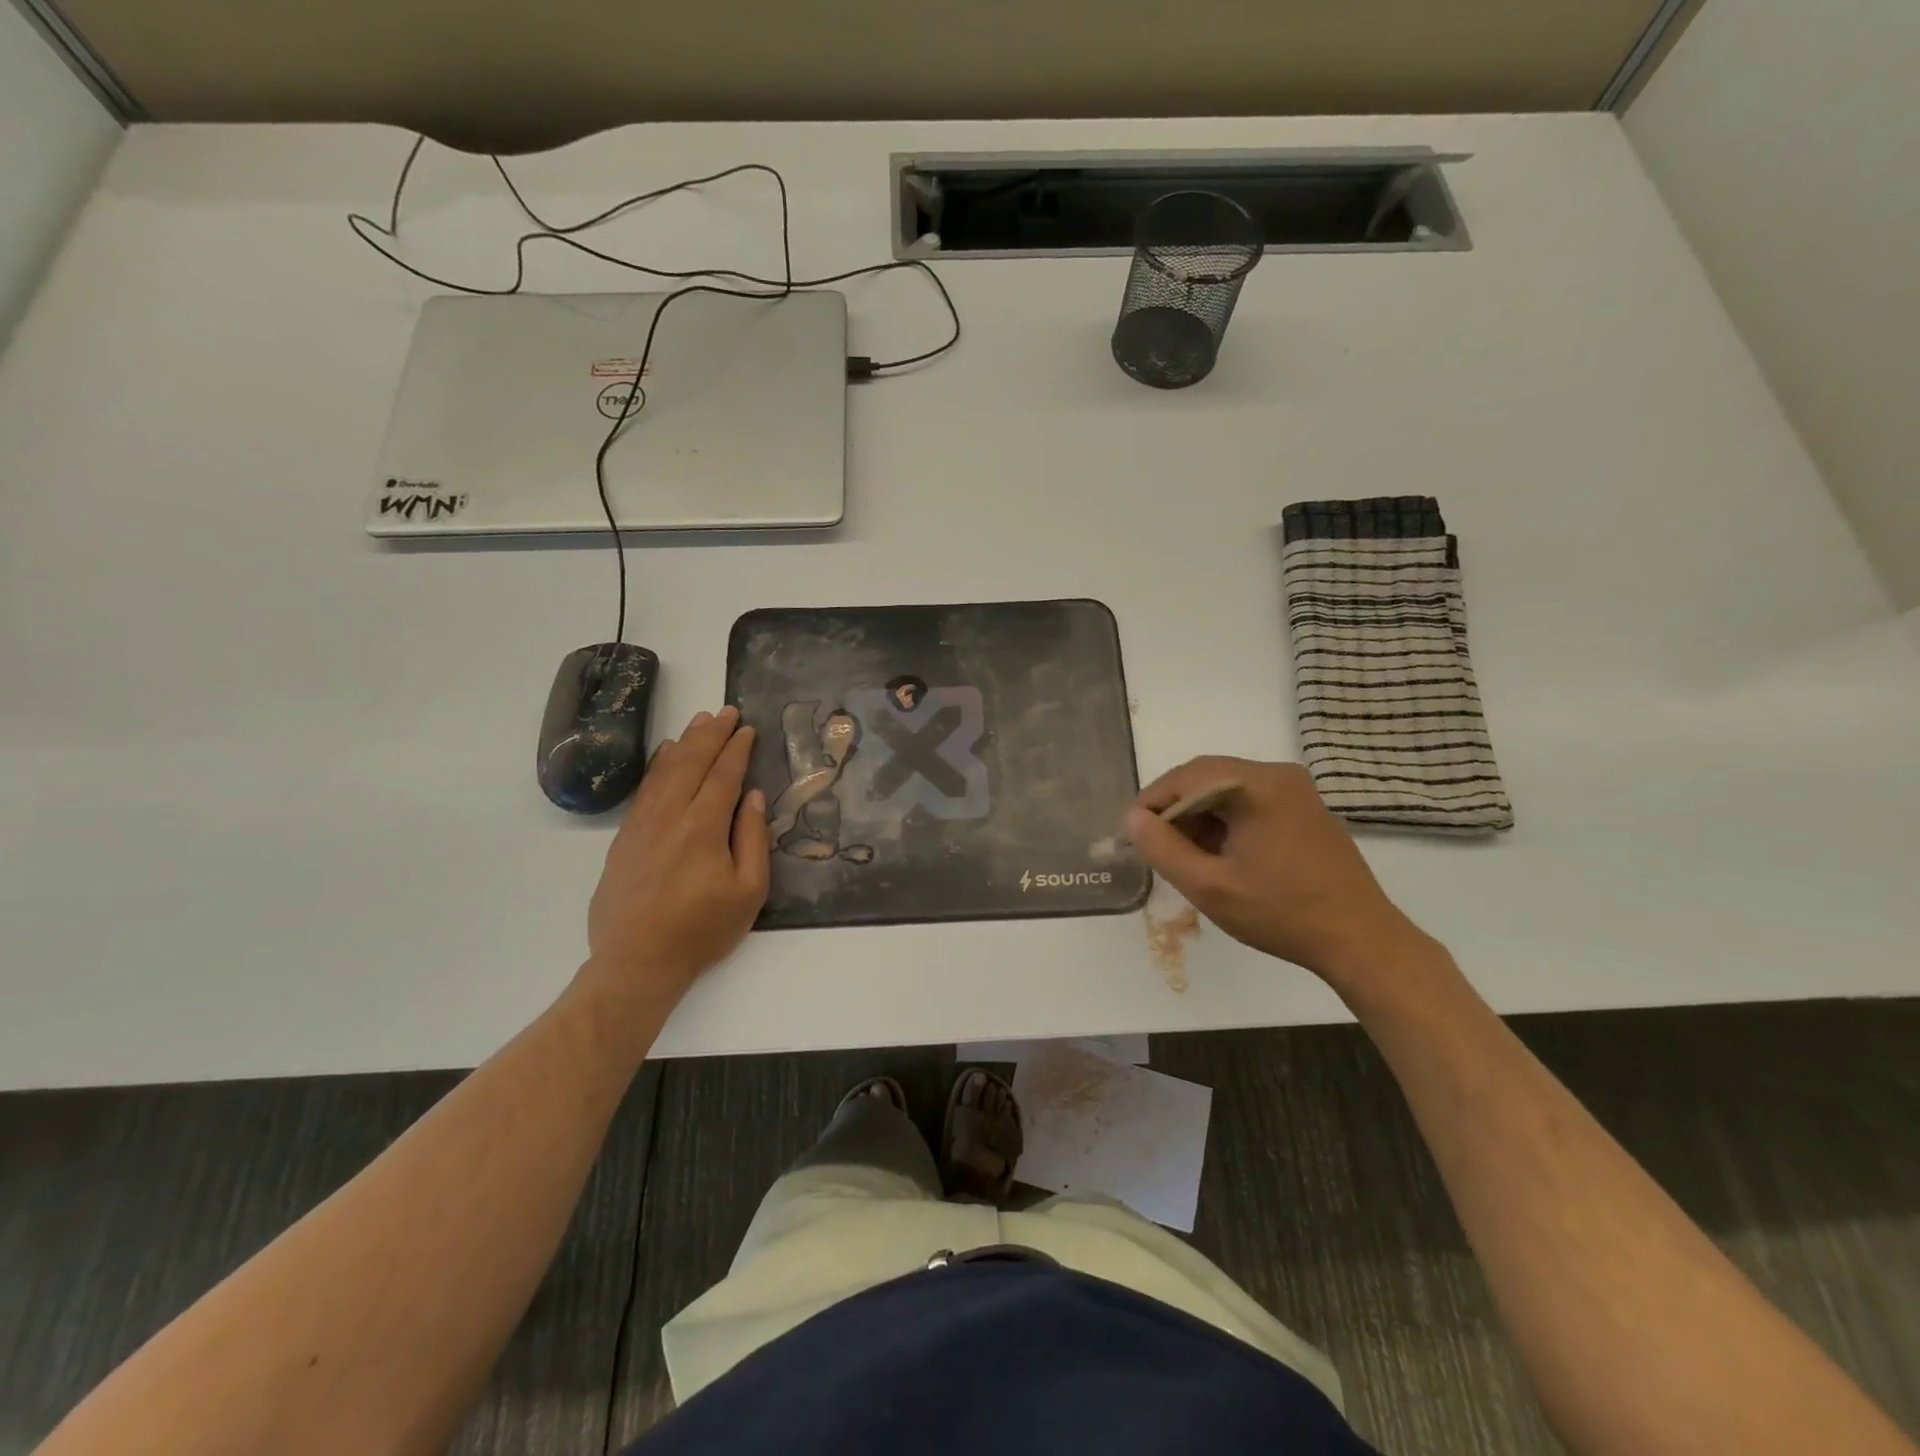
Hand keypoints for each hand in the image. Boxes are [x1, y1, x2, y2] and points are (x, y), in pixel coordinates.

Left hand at [584, 705, 769, 1005]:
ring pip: (664, 770)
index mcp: (703, 827)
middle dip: (710, 734)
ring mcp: (642, 824)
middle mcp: (670, 816)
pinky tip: (665, 754)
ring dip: (684, 742)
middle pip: (691, 762)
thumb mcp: (748, 891)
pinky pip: (644, 789)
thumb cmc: (702, 929)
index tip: (747, 728)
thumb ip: (752, 839)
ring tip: (700, 722)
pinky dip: (657, 765)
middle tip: (726, 712)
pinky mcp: (624, 837)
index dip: (736, 749)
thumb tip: (752, 797)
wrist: (637, 961)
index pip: (723, 775)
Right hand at [1124, 756, 1423, 992]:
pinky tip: (1217, 856)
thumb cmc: (1282, 913)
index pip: (1186, 778)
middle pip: (1206, 779)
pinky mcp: (1303, 809)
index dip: (1151, 803)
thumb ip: (1162, 849)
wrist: (1360, 941)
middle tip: (1151, 846)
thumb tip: (1131, 818)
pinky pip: (1248, 802)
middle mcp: (1278, 775)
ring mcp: (1295, 791)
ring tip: (1182, 856)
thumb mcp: (1209, 887)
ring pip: (1225, 790)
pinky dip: (1223, 822)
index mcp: (1258, 785)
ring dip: (1198, 817)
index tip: (1129, 835)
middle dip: (1173, 811)